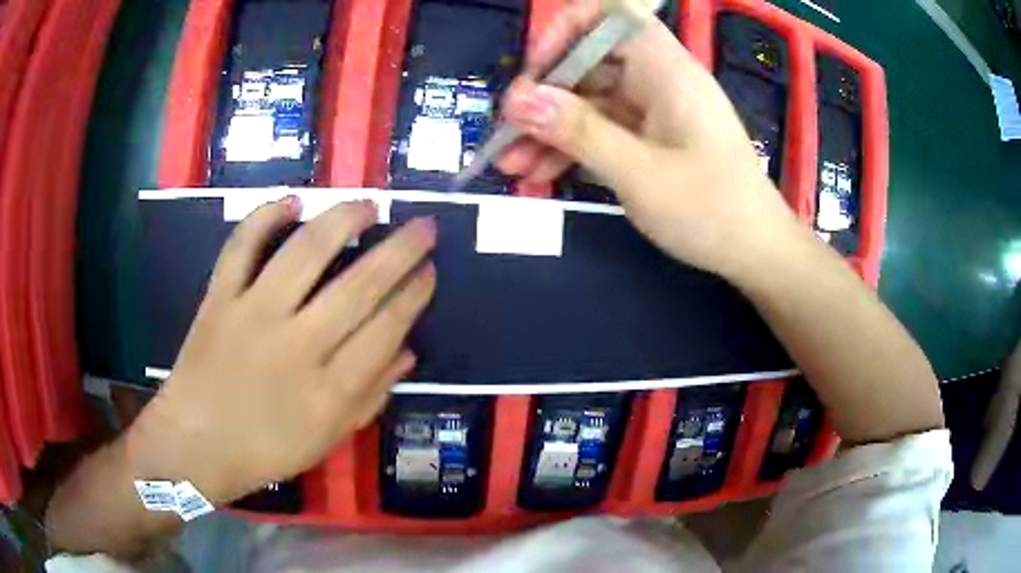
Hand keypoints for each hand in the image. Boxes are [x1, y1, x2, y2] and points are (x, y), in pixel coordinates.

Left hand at [124, 199, 436, 504]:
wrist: (196, 444)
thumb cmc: (266, 450)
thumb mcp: (329, 438)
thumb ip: (371, 396)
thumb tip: (410, 351)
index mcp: (330, 391)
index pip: (386, 328)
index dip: (414, 294)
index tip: (430, 270)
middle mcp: (297, 346)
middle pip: (359, 286)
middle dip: (400, 250)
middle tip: (424, 226)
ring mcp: (253, 316)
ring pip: (305, 253)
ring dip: (343, 220)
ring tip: (369, 204)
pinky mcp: (219, 299)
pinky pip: (241, 248)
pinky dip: (264, 218)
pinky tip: (291, 202)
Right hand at [498, 0, 801, 276]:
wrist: (756, 252)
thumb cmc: (711, 210)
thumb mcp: (640, 173)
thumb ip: (578, 132)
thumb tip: (517, 99)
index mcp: (666, 69)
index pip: (613, 15)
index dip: (568, 29)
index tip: (537, 69)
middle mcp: (658, 80)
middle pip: (590, 64)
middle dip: (544, 96)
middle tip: (507, 134)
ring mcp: (654, 110)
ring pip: (591, 102)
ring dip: (550, 129)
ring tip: (511, 166)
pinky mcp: (651, 138)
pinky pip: (603, 130)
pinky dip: (573, 148)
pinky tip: (539, 175)